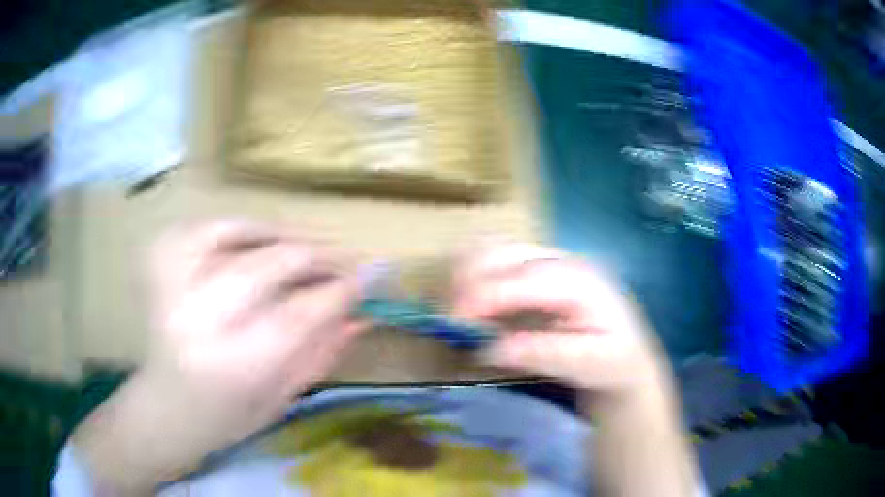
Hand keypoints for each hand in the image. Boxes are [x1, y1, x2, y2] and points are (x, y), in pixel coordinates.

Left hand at [73, 220, 362, 493]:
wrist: (165, 406)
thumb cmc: (226, 416)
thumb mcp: (282, 399)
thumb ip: (322, 354)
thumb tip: (362, 314)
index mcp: (232, 367)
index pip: (300, 314)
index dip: (340, 290)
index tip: (368, 277)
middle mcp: (197, 317)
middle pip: (272, 263)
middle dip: (318, 255)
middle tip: (344, 258)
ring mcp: (171, 281)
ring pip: (239, 230)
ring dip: (281, 234)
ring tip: (306, 247)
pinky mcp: (159, 260)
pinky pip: (206, 225)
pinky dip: (238, 227)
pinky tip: (256, 240)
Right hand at [451, 243, 697, 495]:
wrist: (627, 354)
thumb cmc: (612, 361)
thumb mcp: (589, 365)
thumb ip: (545, 353)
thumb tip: (490, 348)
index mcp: (581, 281)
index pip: (525, 277)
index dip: (485, 294)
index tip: (455, 319)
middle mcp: (563, 260)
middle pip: (504, 251)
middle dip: (468, 280)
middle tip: (450, 319)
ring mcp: (548, 259)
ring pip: (494, 247)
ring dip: (466, 272)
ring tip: (454, 308)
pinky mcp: (536, 267)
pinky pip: (494, 256)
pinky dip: (472, 271)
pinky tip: (467, 297)